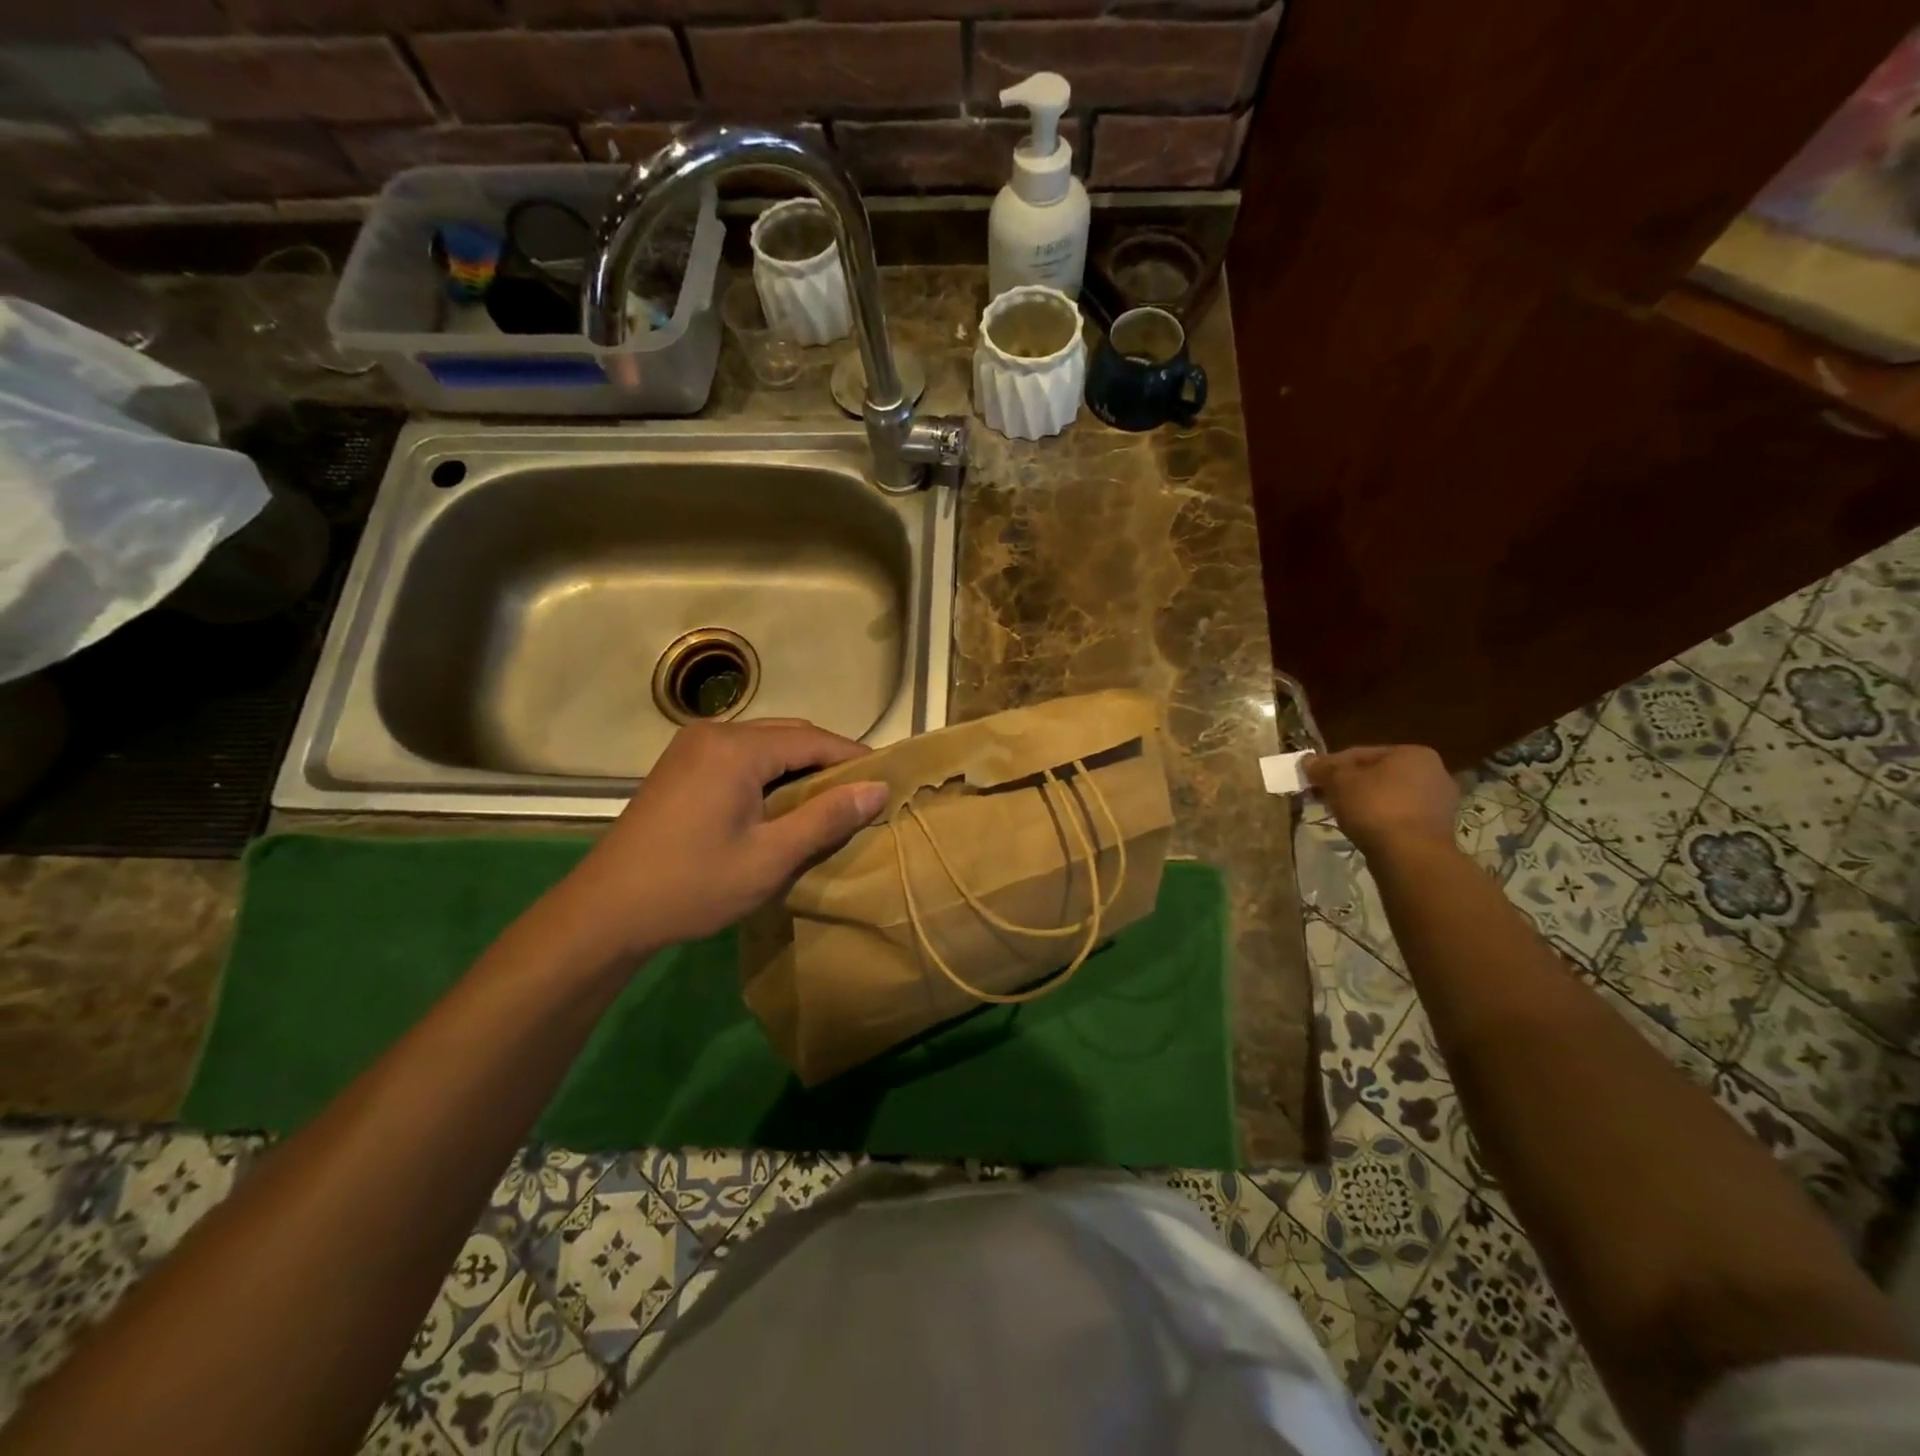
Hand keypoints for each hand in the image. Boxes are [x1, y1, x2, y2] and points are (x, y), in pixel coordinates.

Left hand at [558, 718, 886, 960]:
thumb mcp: (770, 857)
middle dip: (828, 761)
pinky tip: (782, 803)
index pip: (813, 740)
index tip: (888, 780)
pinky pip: (741, 756)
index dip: (854, 759)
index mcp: (737, 748)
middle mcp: (715, 733)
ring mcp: (692, 746)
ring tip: (829, 802)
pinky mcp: (681, 765)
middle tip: (862, 795)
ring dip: (799, 767)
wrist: (606, 911)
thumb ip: (826, 818)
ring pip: (765, 744)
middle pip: (789, 735)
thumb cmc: (693, 885)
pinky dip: (770, 773)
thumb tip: (878, 790)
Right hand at [1304, 745, 1458, 856]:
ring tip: (1339, 813)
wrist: (1410, 855)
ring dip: (1363, 802)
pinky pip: (1399, 815)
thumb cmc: (1375, 807)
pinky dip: (1380, 818)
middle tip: (1323, 796)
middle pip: (1377, 774)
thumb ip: (1323, 768)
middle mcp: (1434, 772)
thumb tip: (1308, 760)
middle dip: (1348, 784)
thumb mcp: (1339, 782)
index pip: (1361, 753)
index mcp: (1413, 753)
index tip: (1312, 778)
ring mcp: (1439, 802)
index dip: (1331, 765)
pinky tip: (1361, 828)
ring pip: (1388, 796)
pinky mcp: (1437, 828)